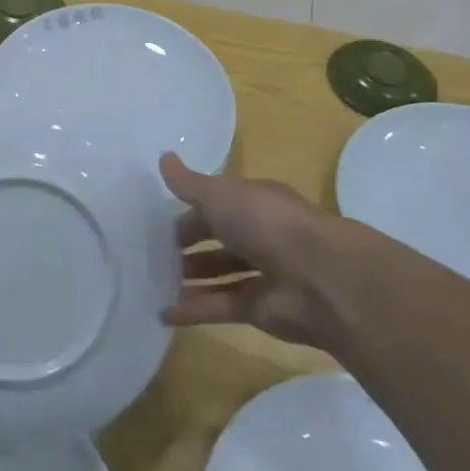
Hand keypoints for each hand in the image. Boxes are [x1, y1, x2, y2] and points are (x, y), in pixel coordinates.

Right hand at [160, 153, 363, 347]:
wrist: (318, 279)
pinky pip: (221, 307)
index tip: (157, 222)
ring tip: (152, 281)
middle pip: (218, 239)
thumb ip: (189, 183)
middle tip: (150, 253)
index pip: (217, 204)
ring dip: (189, 278)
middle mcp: (260, 235)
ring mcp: (262, 274)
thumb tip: (163, 157)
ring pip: (219, 274)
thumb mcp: (219, 194)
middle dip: (187, 246)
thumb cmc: (265, 223)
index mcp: (254, 203)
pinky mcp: (260, 309)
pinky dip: (194, 311)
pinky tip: (164, 313)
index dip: (189, 211)